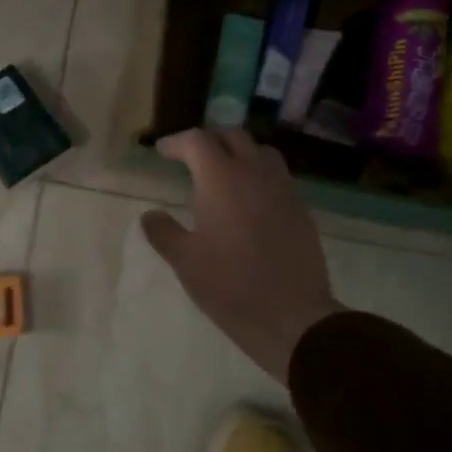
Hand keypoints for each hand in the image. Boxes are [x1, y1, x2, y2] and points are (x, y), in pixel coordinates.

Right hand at [141, 129, 341, 382]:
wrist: (291, 315)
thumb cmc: (229, 285)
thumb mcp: (185, 261)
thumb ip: (163, 232)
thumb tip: (150, 215)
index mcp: (221, 180)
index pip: (198, 141)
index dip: (177, 142)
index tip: (163, 152)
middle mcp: (255, 174)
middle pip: (233, 136)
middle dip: (209, 140)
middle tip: (190, 158)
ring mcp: (283, 189)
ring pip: (261, 152)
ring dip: (238, 153)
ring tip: (223, 173)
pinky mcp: (301, 209)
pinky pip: (278, 176)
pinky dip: (258, 174)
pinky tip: (249, 200)